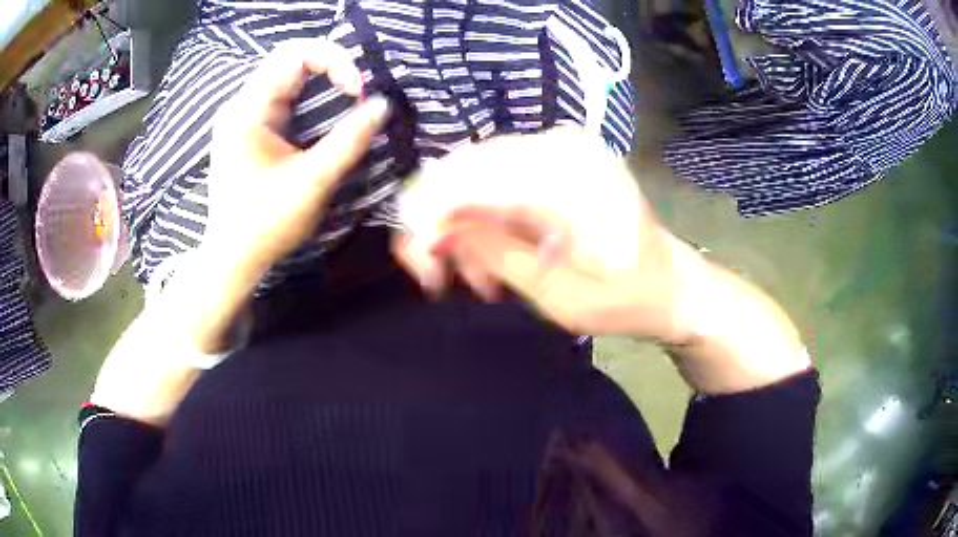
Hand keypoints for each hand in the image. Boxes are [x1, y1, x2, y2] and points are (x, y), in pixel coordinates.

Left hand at [206, 38, 389, 275]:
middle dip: (330, 65)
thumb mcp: (312, 183)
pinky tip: (326, 110)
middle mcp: (241, 105)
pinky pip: (282, 95)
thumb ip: (349, 141)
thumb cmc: (266, 224)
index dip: (335, 60)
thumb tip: (382, 106)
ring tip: (348, 96)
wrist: (232, 258)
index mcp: (249, 111)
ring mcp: (242, 116)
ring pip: (286, 75)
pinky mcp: (248, 129)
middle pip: (290, 58)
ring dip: (321, 78)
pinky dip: (310, 94)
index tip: (358, 91)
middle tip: (357, 91)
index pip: (295, 54)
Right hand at [394, 128, 688, 341]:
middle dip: (439, 224)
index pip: (467, 178)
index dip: (428, 219)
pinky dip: (483, 216)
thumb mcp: (558, 295)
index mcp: (567, 174)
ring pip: (473, 174)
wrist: (671, 283)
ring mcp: (558, 146)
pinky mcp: (556, 158)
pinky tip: (494, 255)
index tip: (424, 270)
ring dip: (461, 225)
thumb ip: (494, 254)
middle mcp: (558, 144)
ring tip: (478, 279)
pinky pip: (497, 178)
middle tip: (440, 278)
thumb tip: (434, 229)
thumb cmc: (626, 299)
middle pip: (463, 169)